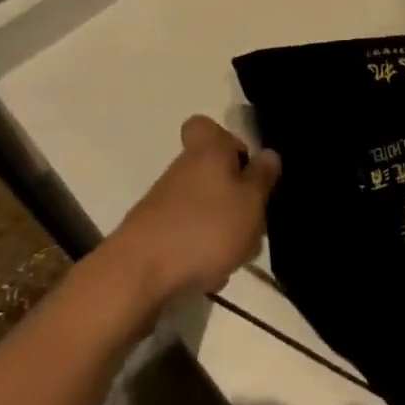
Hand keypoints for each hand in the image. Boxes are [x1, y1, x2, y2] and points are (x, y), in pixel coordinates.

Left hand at [102, 116, 280, 307]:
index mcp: (207, 151)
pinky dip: (202, 251)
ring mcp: (164, 204)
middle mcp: (182, 170)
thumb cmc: (203, 229)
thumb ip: (262, 177)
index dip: (226, 140)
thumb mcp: (250, 202)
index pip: (205, 126)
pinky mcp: (153, 237)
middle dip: (235, 196)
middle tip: (252, 220)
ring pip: (204, 207)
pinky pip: (188, 236)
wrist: (135, 278)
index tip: (244, 164)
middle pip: (212, 172)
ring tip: (236, 256)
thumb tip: (269, 154)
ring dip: (223, 228)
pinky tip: (211, 275)